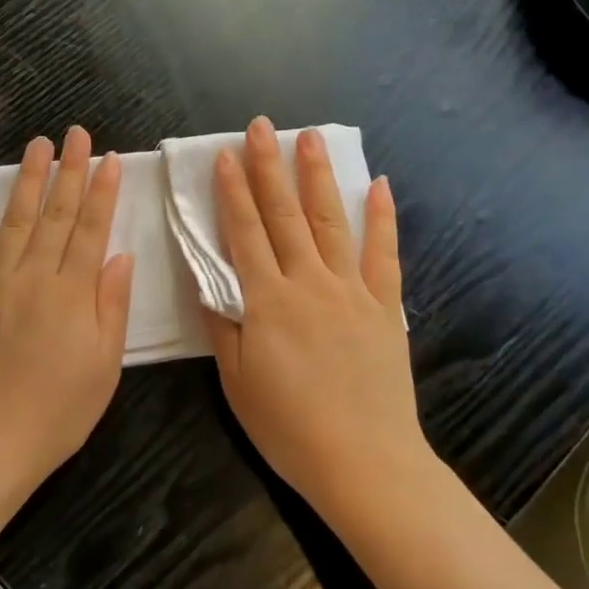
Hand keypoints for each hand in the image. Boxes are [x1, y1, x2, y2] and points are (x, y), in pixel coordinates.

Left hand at [0, 126, 135, 499]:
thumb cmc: (58, 413)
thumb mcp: (105, 367)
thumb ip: (112, 306)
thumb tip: (120, 256)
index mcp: (73, 295)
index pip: (91, 231)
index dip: (102, 192)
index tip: (109, 158)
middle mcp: (33, 279)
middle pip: (55, 217)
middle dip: (69, 171)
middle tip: (76, 133)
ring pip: (14, 223)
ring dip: (27, 181)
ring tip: (38, 145)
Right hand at [205, 117, 425, 512]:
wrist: (364, 462)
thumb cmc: (289, 426)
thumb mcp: (237, 381)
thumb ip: (221, 325)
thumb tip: (204, 280)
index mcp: (267, 300)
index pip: (244, 233)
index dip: (232, 192)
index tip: (223, 155)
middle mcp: (309, 282)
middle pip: (284, 214)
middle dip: (269, 167)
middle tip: (261, 126)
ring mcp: (352, 291)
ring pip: (330, 222)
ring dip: (318, 177)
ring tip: (310, 137)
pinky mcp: (385, 307)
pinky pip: (384, 254)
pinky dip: (381, 218)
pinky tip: (379, 186)